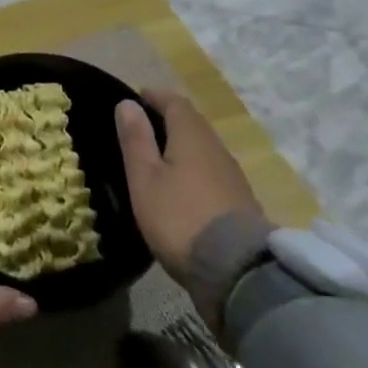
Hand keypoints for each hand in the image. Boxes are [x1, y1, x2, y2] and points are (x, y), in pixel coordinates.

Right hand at [117, 89, 265, 278]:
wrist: (237, 270)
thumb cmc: (179, 216)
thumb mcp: (145, 178)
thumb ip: (136, 139)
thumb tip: (127, 103)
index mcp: (191, 136)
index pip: (175, 102)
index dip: (155, 97)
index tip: (137, 97)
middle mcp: (216, 148)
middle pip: (193, 123)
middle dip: (169, 119)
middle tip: (145, 127)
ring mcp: (233, 176)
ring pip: (204, 148)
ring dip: (183, 145)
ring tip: (160, 157)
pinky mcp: (240, 201)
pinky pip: (213, 171)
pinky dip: (195, 168)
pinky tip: (183, 186)